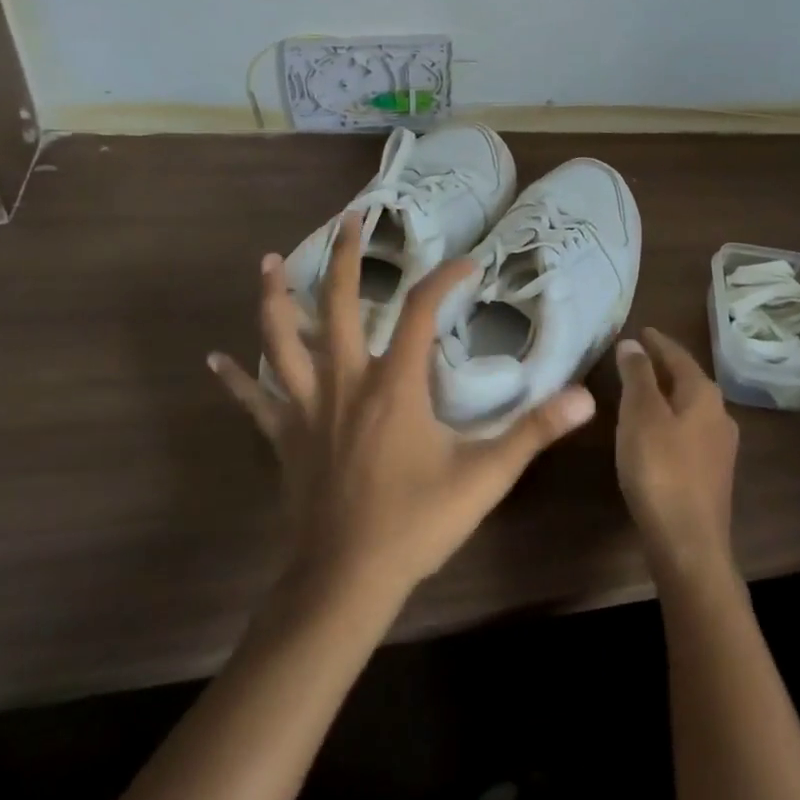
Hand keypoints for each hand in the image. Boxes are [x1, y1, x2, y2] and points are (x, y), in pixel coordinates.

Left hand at [209, 212, 596, 603]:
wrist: (345, 581)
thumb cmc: (416, 522)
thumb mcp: (485, 476)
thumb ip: (534, 432)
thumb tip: (587, 398)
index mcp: (395, 384)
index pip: (421, 310)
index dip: (445, 278)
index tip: (468, 263)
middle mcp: (347, 381)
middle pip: (340, 305)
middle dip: (348, 258)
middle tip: (350, 218)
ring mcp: (309, 408)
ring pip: (283, 340)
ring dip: (277, 298)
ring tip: (271, 261)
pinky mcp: (286, 438)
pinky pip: (255, 401)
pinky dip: (235, 378)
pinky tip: (212, 359)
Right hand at [615, 328, 740, 584]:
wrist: (689, 544)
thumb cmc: (661, 470)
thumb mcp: (641, 414)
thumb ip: (638, 375)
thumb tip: (633, 343)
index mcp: (704, 395)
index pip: (679, 355)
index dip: (657, 342)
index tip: (640, 330)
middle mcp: (719, 415)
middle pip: (688, 380)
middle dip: (663, 366)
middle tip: (636, 356)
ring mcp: (719, 447)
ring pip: (689, 407)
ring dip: (666, 394)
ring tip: (640, 390)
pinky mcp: (711, 475)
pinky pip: (688, 432)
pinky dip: (669, 420)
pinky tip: (653, 432)